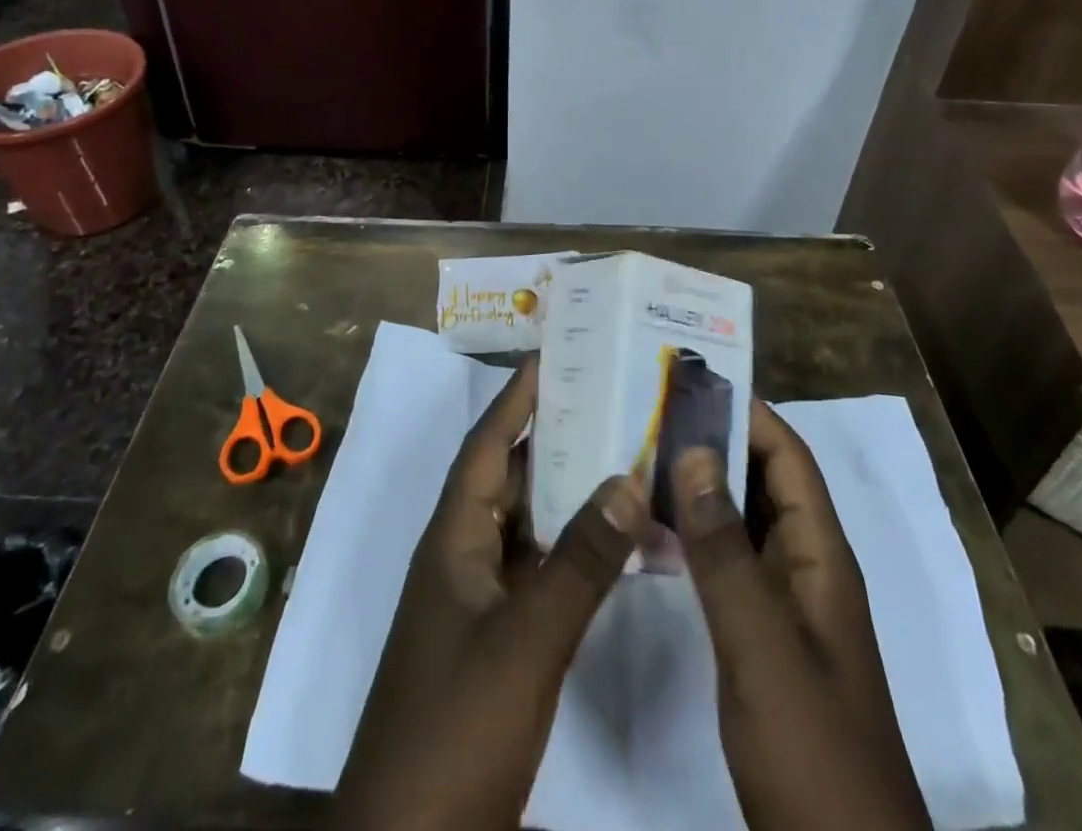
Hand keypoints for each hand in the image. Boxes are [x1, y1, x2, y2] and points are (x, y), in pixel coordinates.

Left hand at [331, 356, 647, 830]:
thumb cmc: (457, 726)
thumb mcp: (525, 639)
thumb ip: (580, 560)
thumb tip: (628, 476)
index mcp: (453, 538)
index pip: (488, 444)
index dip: (517, 396)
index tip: (556, 354)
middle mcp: (462, 556)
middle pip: (511, 476)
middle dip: (554, 435)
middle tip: (610, 398)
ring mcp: (478, 602)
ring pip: (528, 525)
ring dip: (569, 493)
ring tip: (625, 454)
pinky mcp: (497, 642)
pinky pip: (539, 573)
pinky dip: (575, 552)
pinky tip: (618, 545)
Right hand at [674, 401, 929, 830]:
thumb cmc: (810, 743)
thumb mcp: (761, 642)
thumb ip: (725, 548)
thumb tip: (694, 450)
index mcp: (820, 554)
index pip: (786, 456)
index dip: (746, 412)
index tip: (689, 380)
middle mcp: (806, 565)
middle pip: (763, 480)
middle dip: (714, 440)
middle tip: (648, 410)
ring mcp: (785, 602)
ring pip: (742, 520)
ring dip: (700, 485)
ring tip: (639, 453)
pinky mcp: (762, 634)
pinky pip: (728, 561)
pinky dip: (695, 535)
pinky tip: (651, 529)